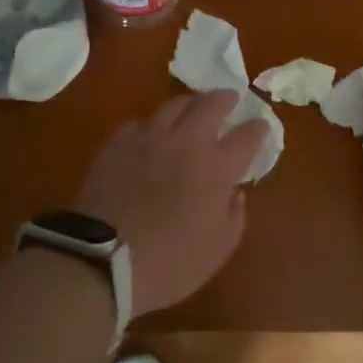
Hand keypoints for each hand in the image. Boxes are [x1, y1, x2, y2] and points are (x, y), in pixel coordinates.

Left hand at [76, 91, 268, 316]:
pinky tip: (152, 133)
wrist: (102, 261)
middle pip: (210, 105)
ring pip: (174, 105)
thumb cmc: (169, 263)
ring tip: (193, 108)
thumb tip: (234, 192)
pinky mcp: (117, 144)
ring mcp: (148, 139)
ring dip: (190, 103)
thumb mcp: (218, 250)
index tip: (261, 127)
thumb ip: (234, 216)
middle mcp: (185, 143)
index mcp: (216, 168)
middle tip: (230, 99)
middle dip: (225, 99)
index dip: (258, 129)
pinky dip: (153, 124)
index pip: (247, 136)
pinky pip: (140, 123)